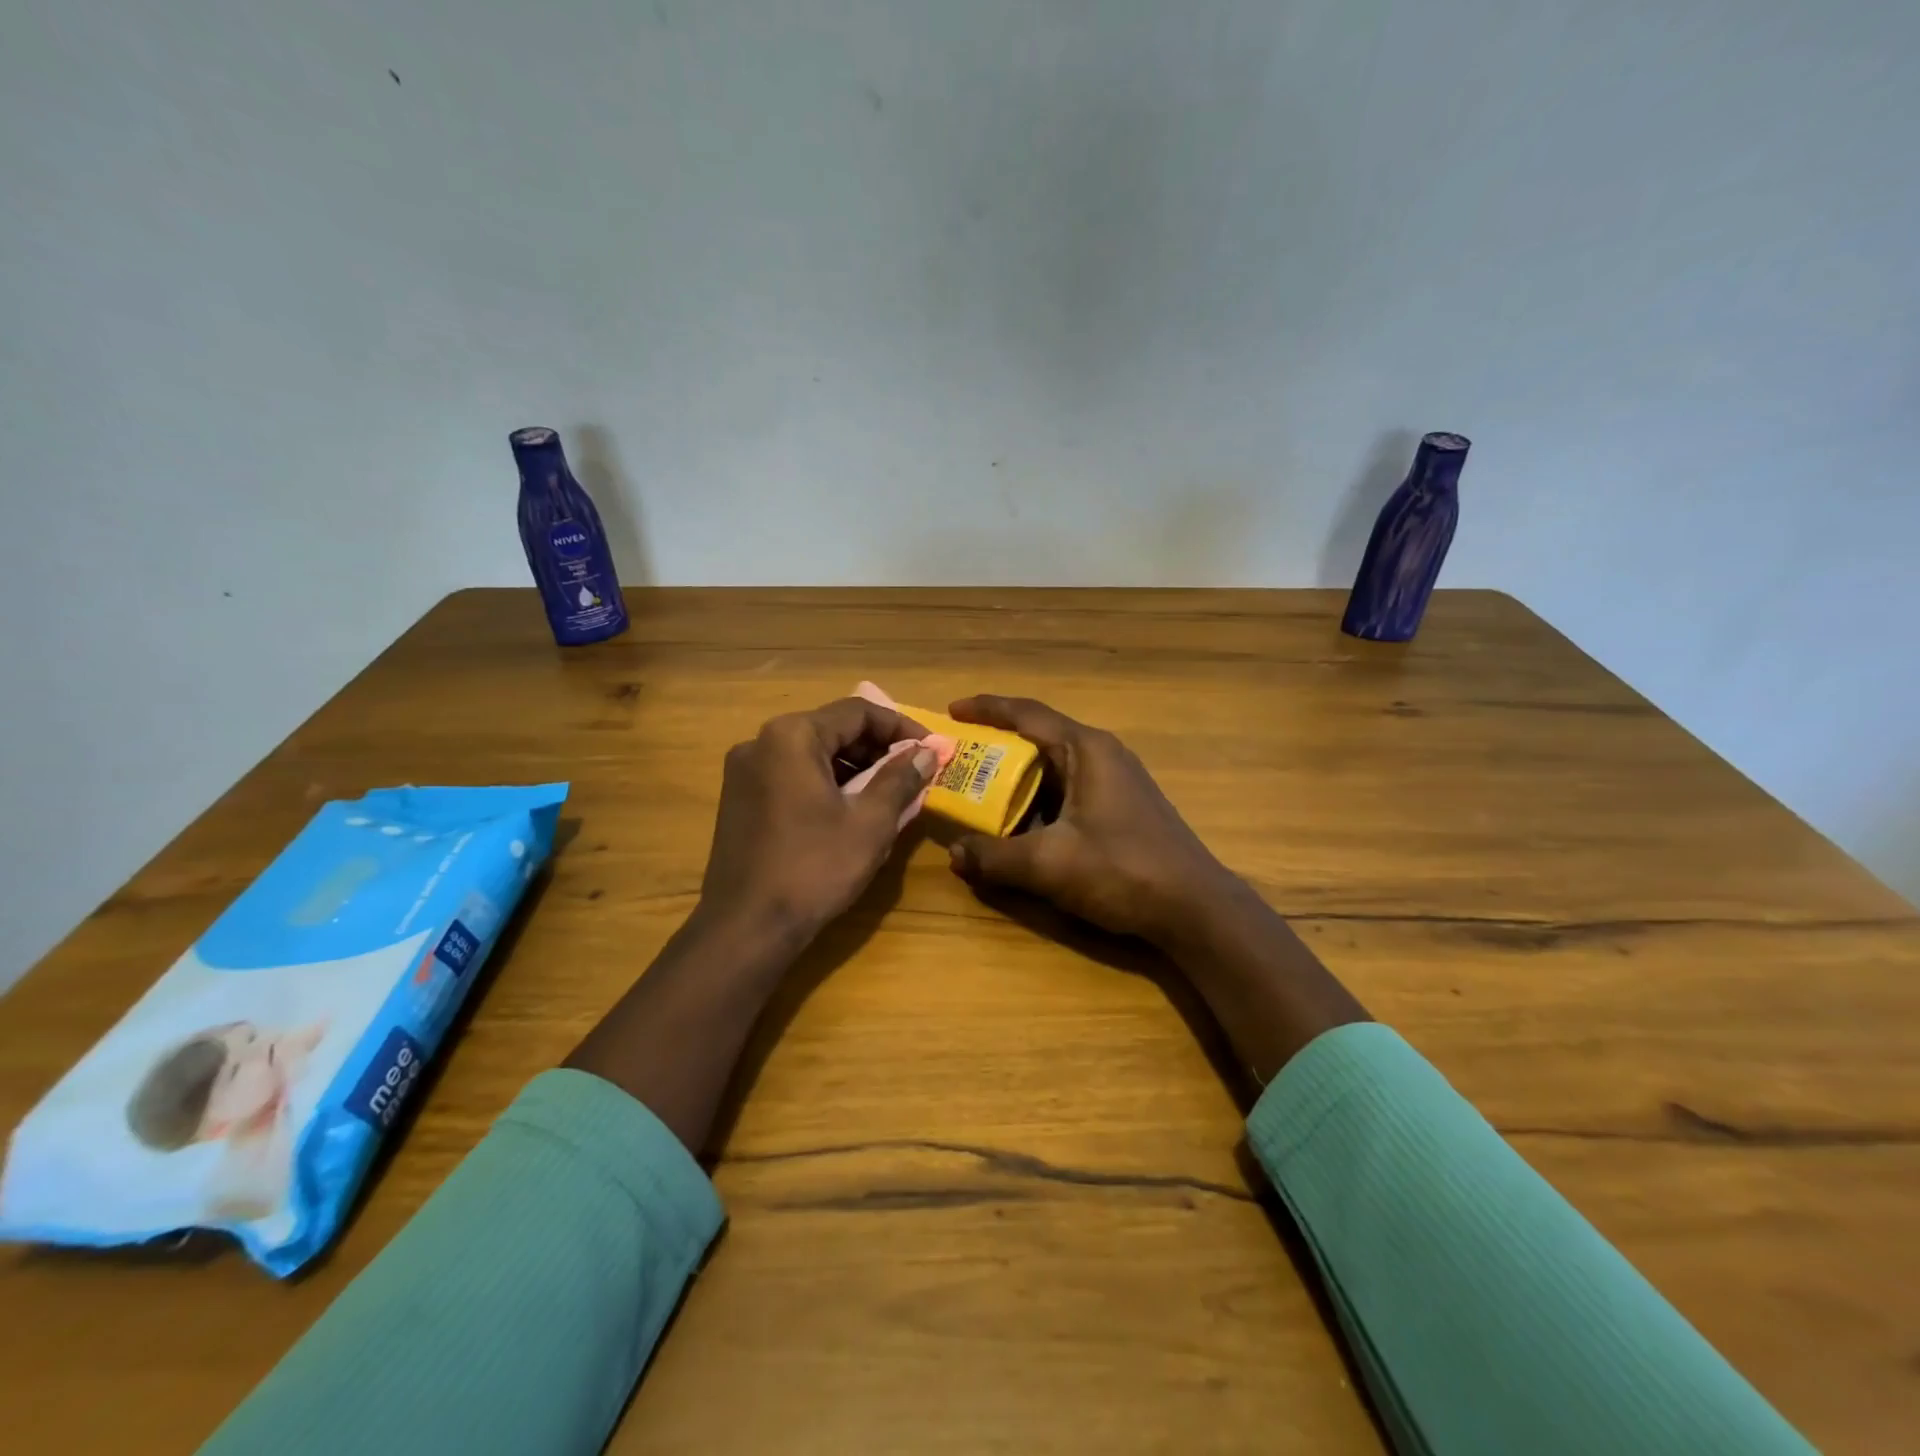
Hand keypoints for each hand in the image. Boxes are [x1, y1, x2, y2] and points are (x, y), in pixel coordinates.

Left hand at [698, 697, 938, 945]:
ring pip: (812, 753)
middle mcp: (761, 742)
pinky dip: (825, 782)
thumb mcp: (870, 823)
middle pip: (832, 728)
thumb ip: (901, 779)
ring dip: (853, 766)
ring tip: (887, 793)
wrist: (746, 928)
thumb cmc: (814, 869)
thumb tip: (927, 753)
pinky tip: (848, 809)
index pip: (858, 712)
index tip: (932, 749)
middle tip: (913, 772)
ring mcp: (744, 771)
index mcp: (792, 736)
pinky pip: (792, 775)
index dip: (901, 727)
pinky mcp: (739, 799)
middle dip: (877, 747)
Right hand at [945, 695, 1237, 944]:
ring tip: (980, 792)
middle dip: (997, 747)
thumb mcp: (1049, 864)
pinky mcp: (1122, 808)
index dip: (987, 709)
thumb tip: (954, 855)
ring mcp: (1116, 782)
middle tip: (959, 759)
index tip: (952, 711)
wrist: (1194, 908)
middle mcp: (1102, 755)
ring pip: (1055, 768)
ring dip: (1018, 778)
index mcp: (1087, 750)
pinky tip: (1021, 825)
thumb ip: (996, 857)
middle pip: (1040, 738)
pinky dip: (1039, 800)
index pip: (1028, 714)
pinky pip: (1069, 791)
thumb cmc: (1122, 870)